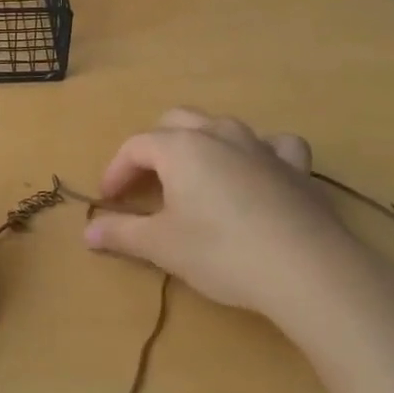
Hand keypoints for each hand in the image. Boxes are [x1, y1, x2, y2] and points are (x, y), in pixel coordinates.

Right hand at [82, 108, 367, 319]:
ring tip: (194, 176)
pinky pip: (273, 145)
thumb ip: (122, 234)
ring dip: (200, 143)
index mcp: (180, 148)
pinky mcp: (295, 167)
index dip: (116, 170)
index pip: (135, 146)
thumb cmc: (221, 252)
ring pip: (221, 126)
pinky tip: (258, 172)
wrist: (306, 269)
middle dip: (153, 148)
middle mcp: (218, 134)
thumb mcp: (163, 246)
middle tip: (145, 183)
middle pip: (174, 122)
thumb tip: (87, 231)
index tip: (108, 200)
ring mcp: (261, 146)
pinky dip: (258, 153)